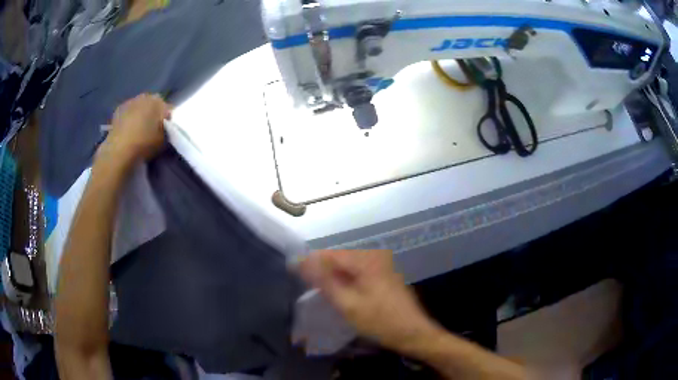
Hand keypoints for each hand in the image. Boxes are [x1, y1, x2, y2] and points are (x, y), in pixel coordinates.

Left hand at [99, 94, 170, 164]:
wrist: (120, 150)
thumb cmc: (144, 144)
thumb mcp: (163, 140)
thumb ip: (166, 129)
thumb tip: (164, 125)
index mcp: (159, 101)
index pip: (167, 109)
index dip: (166, 119)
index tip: (164, 130)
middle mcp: (145, 96)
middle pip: (152, 104)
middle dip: (153, 113)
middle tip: (151, 129)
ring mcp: (131, 101)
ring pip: (139, 106)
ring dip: (140, 114)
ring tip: (138, 129)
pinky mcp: (118, 109)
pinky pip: (128, 111)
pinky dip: (129, 117)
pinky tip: (128, 129)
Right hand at [298, 250, 439, 353]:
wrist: (413, 333)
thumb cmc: (380, 321)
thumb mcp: (348, 304)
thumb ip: (324, 281)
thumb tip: (302, 262)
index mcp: (366, 259)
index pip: (329, 254)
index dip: (310, 263)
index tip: (293, 274)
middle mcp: (374, 256)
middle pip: (339, 259)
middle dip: (322, 271)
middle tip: (308, 288)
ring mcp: (381, 265)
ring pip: (348, 267)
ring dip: (334, 278)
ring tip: (320, 293)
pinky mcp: (384, 275)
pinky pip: (358, 273)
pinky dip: (346, 282)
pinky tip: (340, 294)